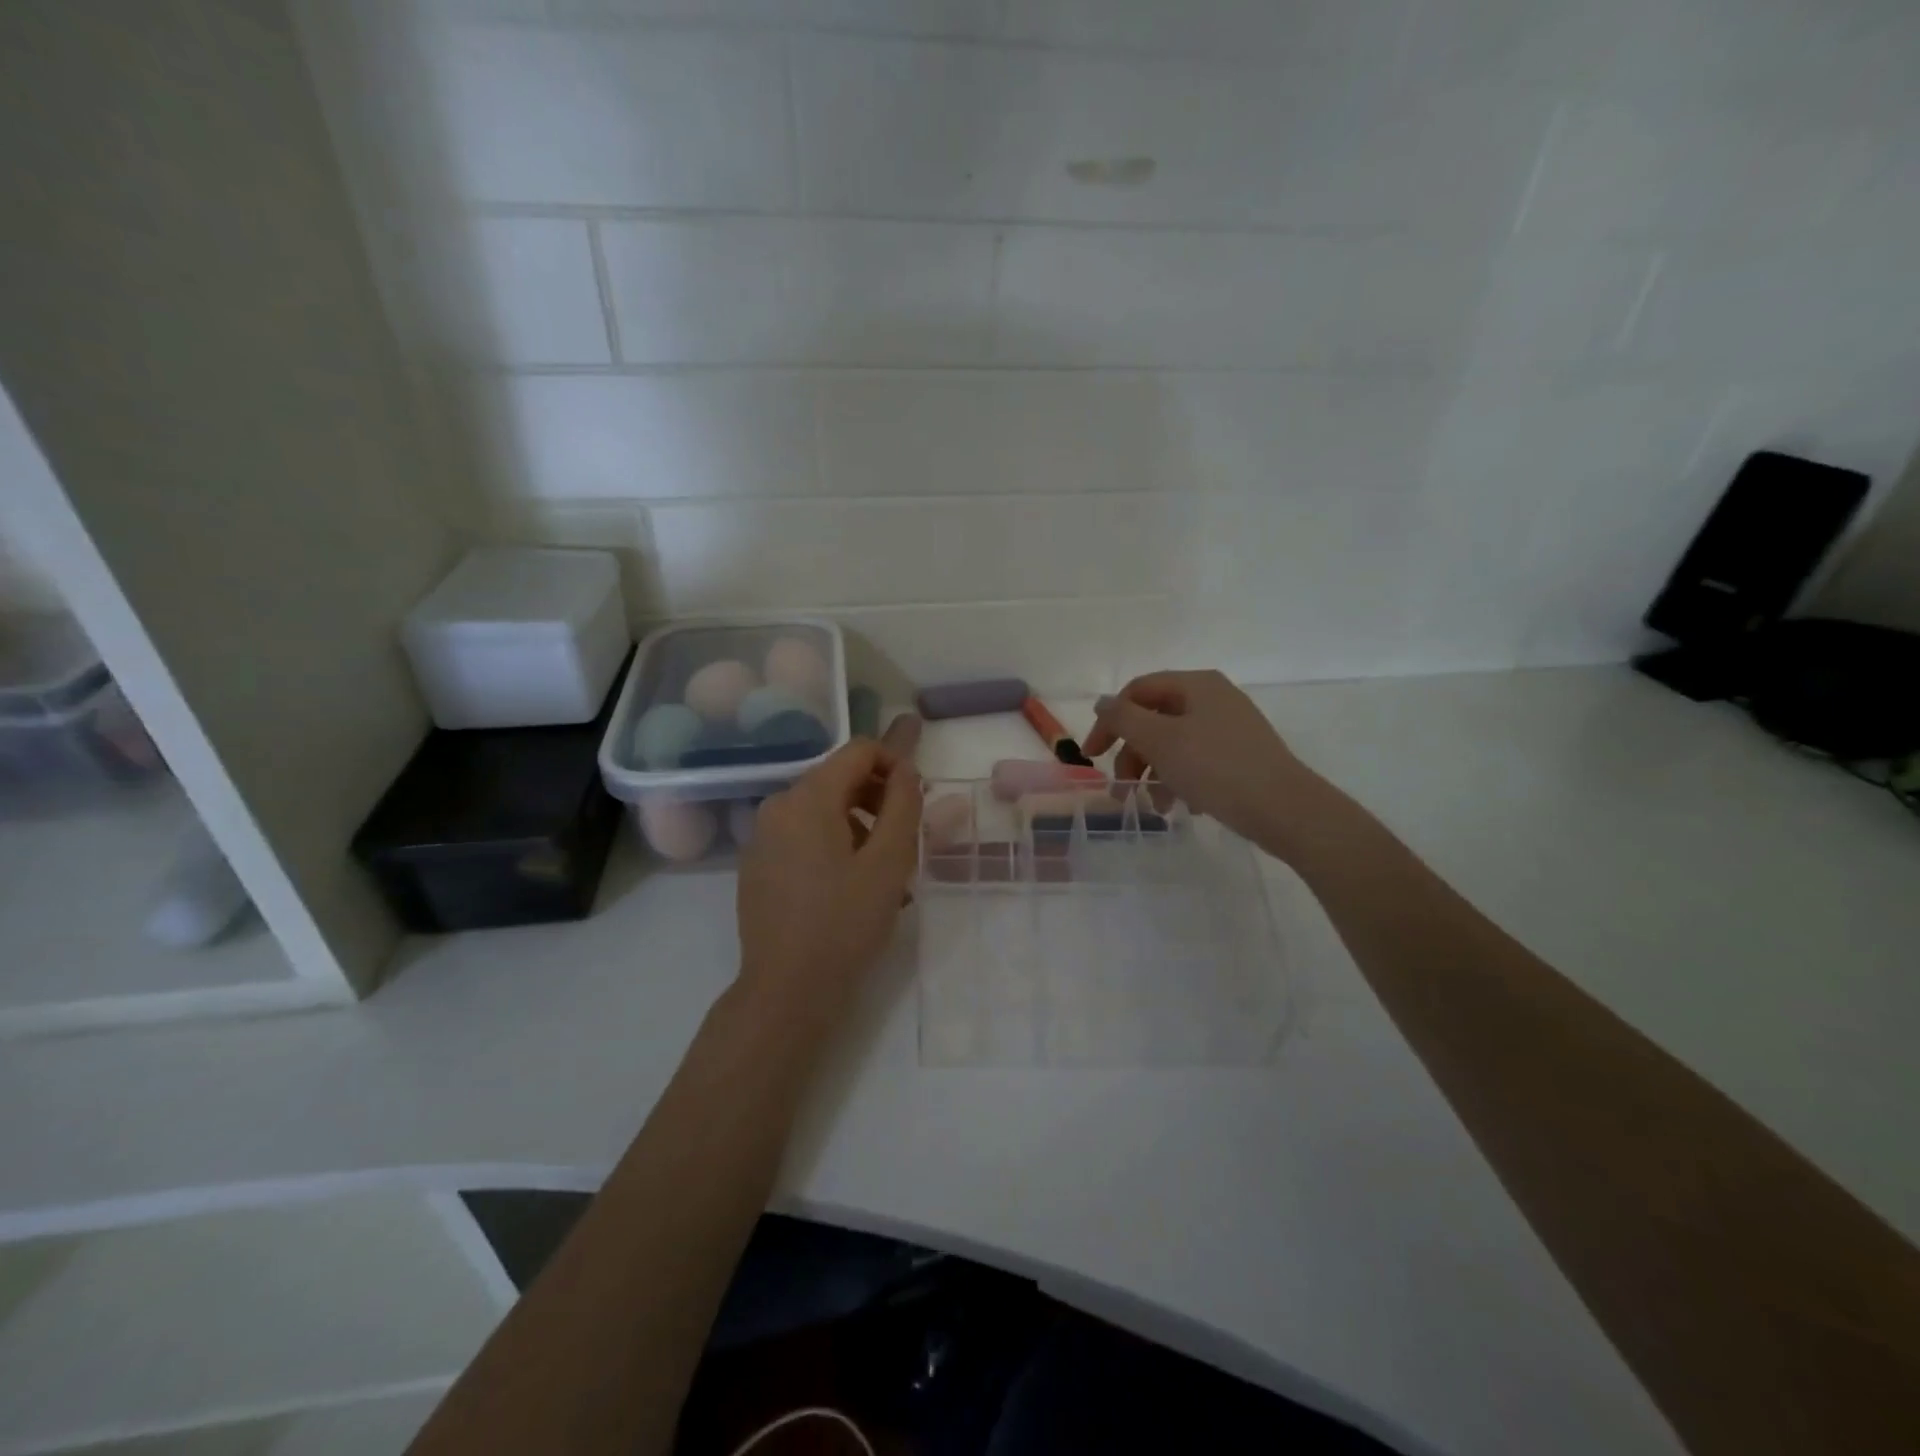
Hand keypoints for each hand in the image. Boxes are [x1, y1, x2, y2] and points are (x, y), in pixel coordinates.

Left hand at [736, 739, 922, 1012]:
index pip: (858, 751)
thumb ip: (903, 805)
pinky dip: (833, 846)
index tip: (917, 800)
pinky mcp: (757, 865)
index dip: (895, 764)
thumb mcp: (889, 862)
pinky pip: (803, 837)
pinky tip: (852, 888)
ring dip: (859, 826)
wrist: (786, 990)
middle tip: (906, 839)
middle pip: (838, 778)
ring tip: (885, 873)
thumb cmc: (845, 923)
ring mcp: (762, 837)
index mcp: (807, 797)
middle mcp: (778, 806)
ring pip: (822, 810)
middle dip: (878, 799)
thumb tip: (905, 769)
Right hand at [1084, 669, 1322, 851]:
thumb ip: (1123, 718)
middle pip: (1155, 719)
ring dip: (1154, 773)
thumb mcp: (1160, 740)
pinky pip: (1197, 761)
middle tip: (1122, 788)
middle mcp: (1214, 698)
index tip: (1092, 756)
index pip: (1137, 691)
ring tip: (1154, 806)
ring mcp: (1230, 727)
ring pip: (1174, 744)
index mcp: (1196, 685)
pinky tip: (1182, 806)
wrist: (1284, 809)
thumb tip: (1102, 702)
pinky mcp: (1241, 755)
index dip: (1109, 721)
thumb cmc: (1216, 768)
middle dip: (1133, 754)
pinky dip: (1181, 780)